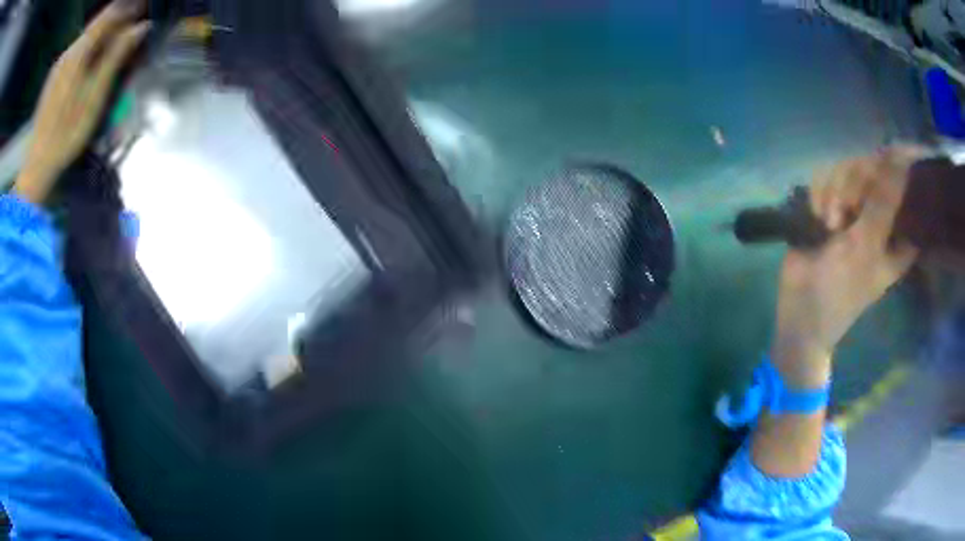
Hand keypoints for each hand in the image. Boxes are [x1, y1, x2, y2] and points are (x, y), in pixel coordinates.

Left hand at [13, 0, 149, 203]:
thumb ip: (117, 55)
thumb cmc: (67, 133)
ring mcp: (59, 65)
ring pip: (86, 38)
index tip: (145, 9)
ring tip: (118, 44)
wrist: (37, 165)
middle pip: (97, 24)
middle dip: (117, 21)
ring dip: (103, 36)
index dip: (129, 8)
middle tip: (134, 28)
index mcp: (78, 52)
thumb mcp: (95, 94)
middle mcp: (68, 51)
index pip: (109, 14)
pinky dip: (90, 49)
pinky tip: (95, 61)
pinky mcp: (53, 78)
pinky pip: (76, 52)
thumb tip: (142, 26)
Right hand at [773, 154, 919, 387]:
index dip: (897, 168)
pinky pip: (827, 176)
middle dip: (855, 183)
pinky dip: (820, 192)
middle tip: (845, 209)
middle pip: (873, 166)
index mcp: (898, 229)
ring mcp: (854, 205)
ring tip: (829, 221)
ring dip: (834, 190)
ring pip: (847, 167)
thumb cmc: (842, 287)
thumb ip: (883, 202)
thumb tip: (899, 158)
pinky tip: (817, 213)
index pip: (904, 182)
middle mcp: (879, 211)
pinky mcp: (830, 203)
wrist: (802, 307)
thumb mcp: (867, 246)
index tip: (886, 159)